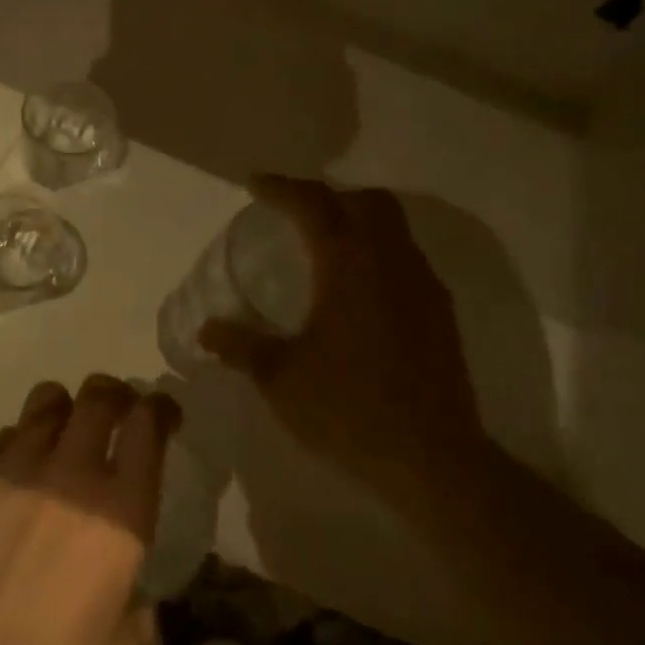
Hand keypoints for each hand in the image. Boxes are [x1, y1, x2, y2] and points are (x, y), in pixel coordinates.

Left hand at [0, 376, 177, 644]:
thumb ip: (137, 604)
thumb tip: (130, 591)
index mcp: (120, 511)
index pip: (147, 425)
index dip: (160, 408)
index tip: (163, 413)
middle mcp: (70, 474)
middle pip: (98, 398)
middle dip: (114, 395)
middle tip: (117, 410)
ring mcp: (14, 471)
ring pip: (45, 404)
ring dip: (64, 409)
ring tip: (64, 430)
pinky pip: (2, 438)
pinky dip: (19, 442)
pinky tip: (17, 470)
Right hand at [199, 176, 482, 488]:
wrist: (434, 460)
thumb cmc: (349, 409)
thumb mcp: (280, 378)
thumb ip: (241, 346)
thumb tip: (206, 331)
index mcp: (350, 267)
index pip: (316, 206)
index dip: (283, 188)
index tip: (255, 184)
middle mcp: (392, 264)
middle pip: (367, 202)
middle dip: (327, 195)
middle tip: (292, 210)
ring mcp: (423, 287)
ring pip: (393, 228)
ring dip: (356, 221)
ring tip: (320, 243)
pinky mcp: (439, 314)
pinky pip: (405, 258)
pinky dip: (375, 251)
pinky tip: (353, 288)